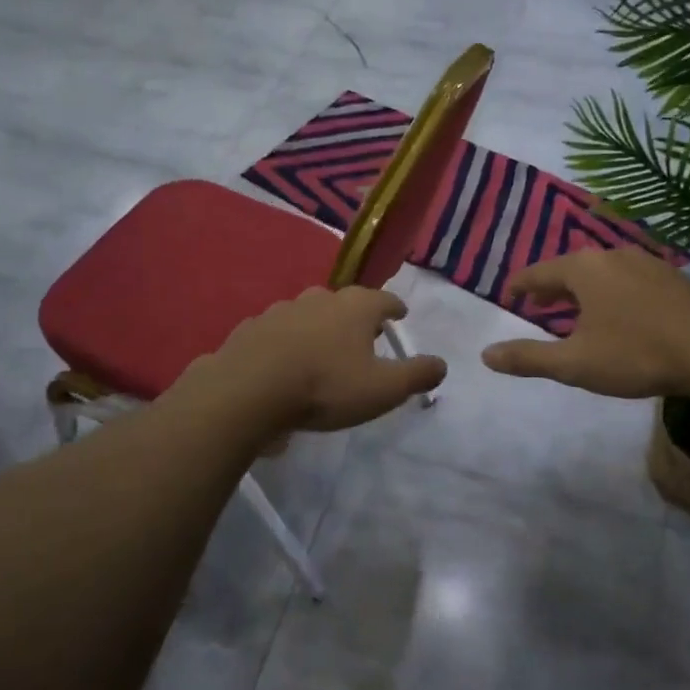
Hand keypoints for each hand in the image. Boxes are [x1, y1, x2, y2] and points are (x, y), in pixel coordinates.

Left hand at [192, 286, 446, 433]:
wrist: (248, 390)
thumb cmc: (325, 386)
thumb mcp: (382, 389)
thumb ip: (416, 375)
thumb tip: (441, 364)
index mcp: (355, 308)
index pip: (384, 300)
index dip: (395, 308)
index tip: (400, 314)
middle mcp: (319, 299)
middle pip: (345, 302)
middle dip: (355, 316)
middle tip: (363, 335)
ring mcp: (281, 311)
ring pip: (309, 314)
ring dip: (319, 328)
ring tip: (323, 350)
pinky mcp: (251, 328)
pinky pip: (278, 333)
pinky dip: (287, 343)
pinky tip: (285, 363)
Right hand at [481, 247, 689, 398]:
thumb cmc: (635, 354)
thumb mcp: (574, 363)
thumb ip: (528, 358)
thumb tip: (486, 355)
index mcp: (583, 269)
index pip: (539, 272)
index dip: (521, 285)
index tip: (510, 294)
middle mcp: (612, 255)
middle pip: (571, 267)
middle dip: (552, 286)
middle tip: (540, 304)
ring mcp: (646, 262)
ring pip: (602, 271)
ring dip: (584, 289)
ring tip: (578, 309)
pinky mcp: (672, 276)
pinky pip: (629, 278)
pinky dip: (613, 291)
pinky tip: (622, 312)